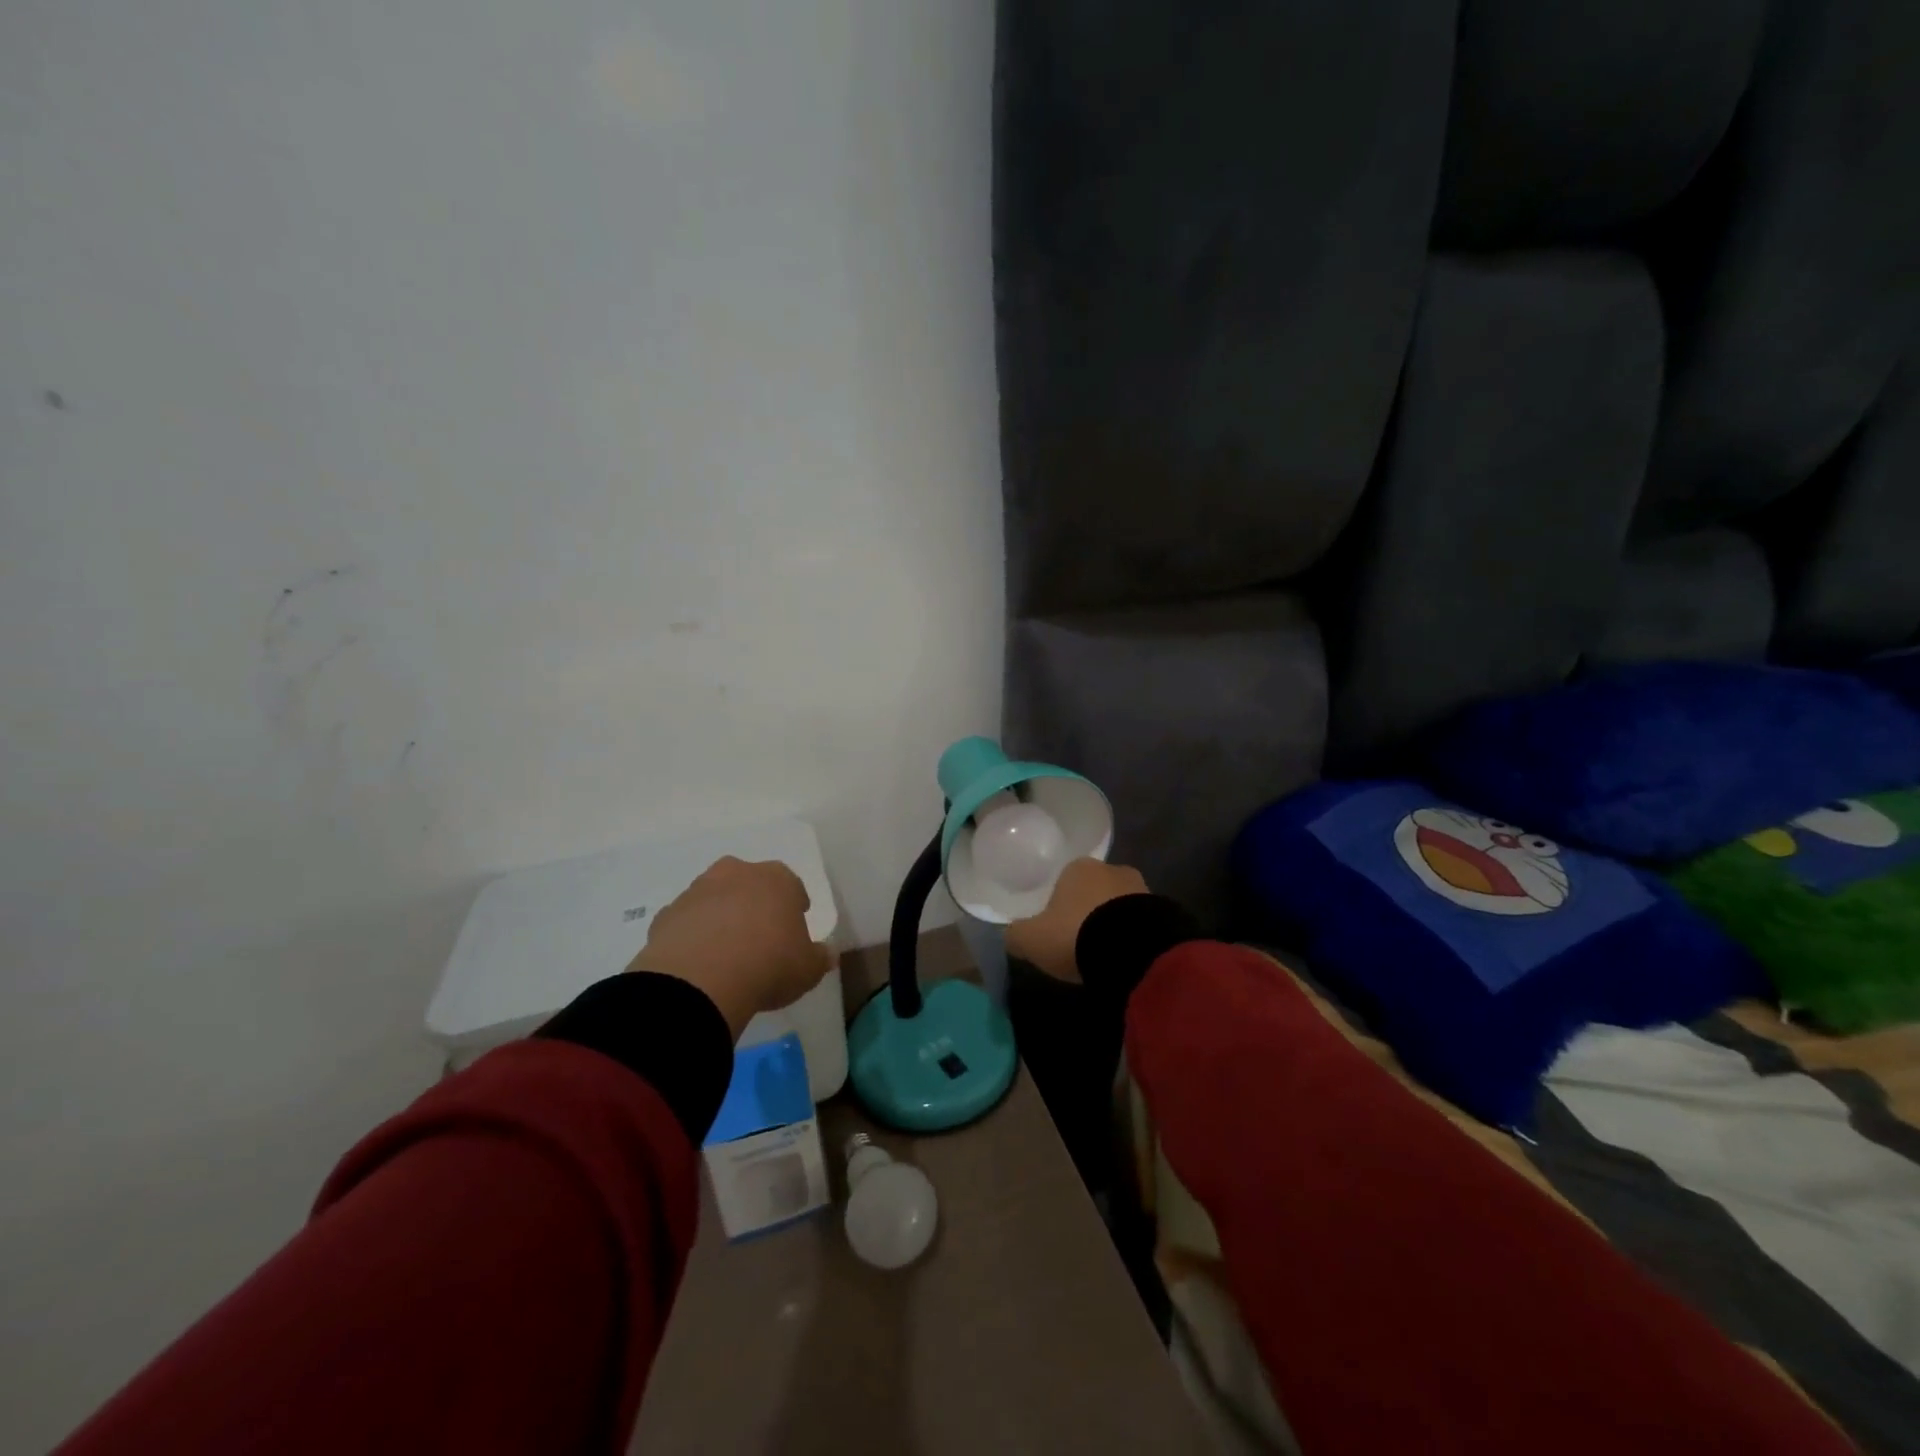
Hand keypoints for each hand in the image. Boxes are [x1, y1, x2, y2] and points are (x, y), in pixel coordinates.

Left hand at [627, 857, 834, 1039]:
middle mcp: (737, 874)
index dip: (794, 906)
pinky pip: (686, 921)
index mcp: (777, 879)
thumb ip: (819, 957)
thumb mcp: (808, 969)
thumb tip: (827, 954)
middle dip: (754, 903)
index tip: (793, 928)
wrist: (699, 981)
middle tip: (759, 935)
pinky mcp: (666, 914)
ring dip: (720, 916)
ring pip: (714, 898)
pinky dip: (692, 934)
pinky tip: (697, 961)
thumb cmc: (768, 965)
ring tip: (725, 952)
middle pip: (750, 883)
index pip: (791, 885)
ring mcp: (697, 891)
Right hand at [1006, 858, 1148, 982]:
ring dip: (1112, 924)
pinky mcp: (1164, 912)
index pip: (1064, 880)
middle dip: (1087, 912)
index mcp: (1078, 867)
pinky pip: (1140, 924)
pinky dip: (1131, 937)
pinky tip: (1124, 958)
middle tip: (1079, 943)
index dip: (1058, 905)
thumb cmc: (1075, 935)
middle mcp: (1111, 869)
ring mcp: (1142, 889)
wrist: (1132, 951)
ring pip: (1119, 906)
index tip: (1056, 929)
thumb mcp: (1031, 939)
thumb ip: (1016, 934)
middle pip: (1093, 891)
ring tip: (1104, 954)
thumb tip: (1010, 935)